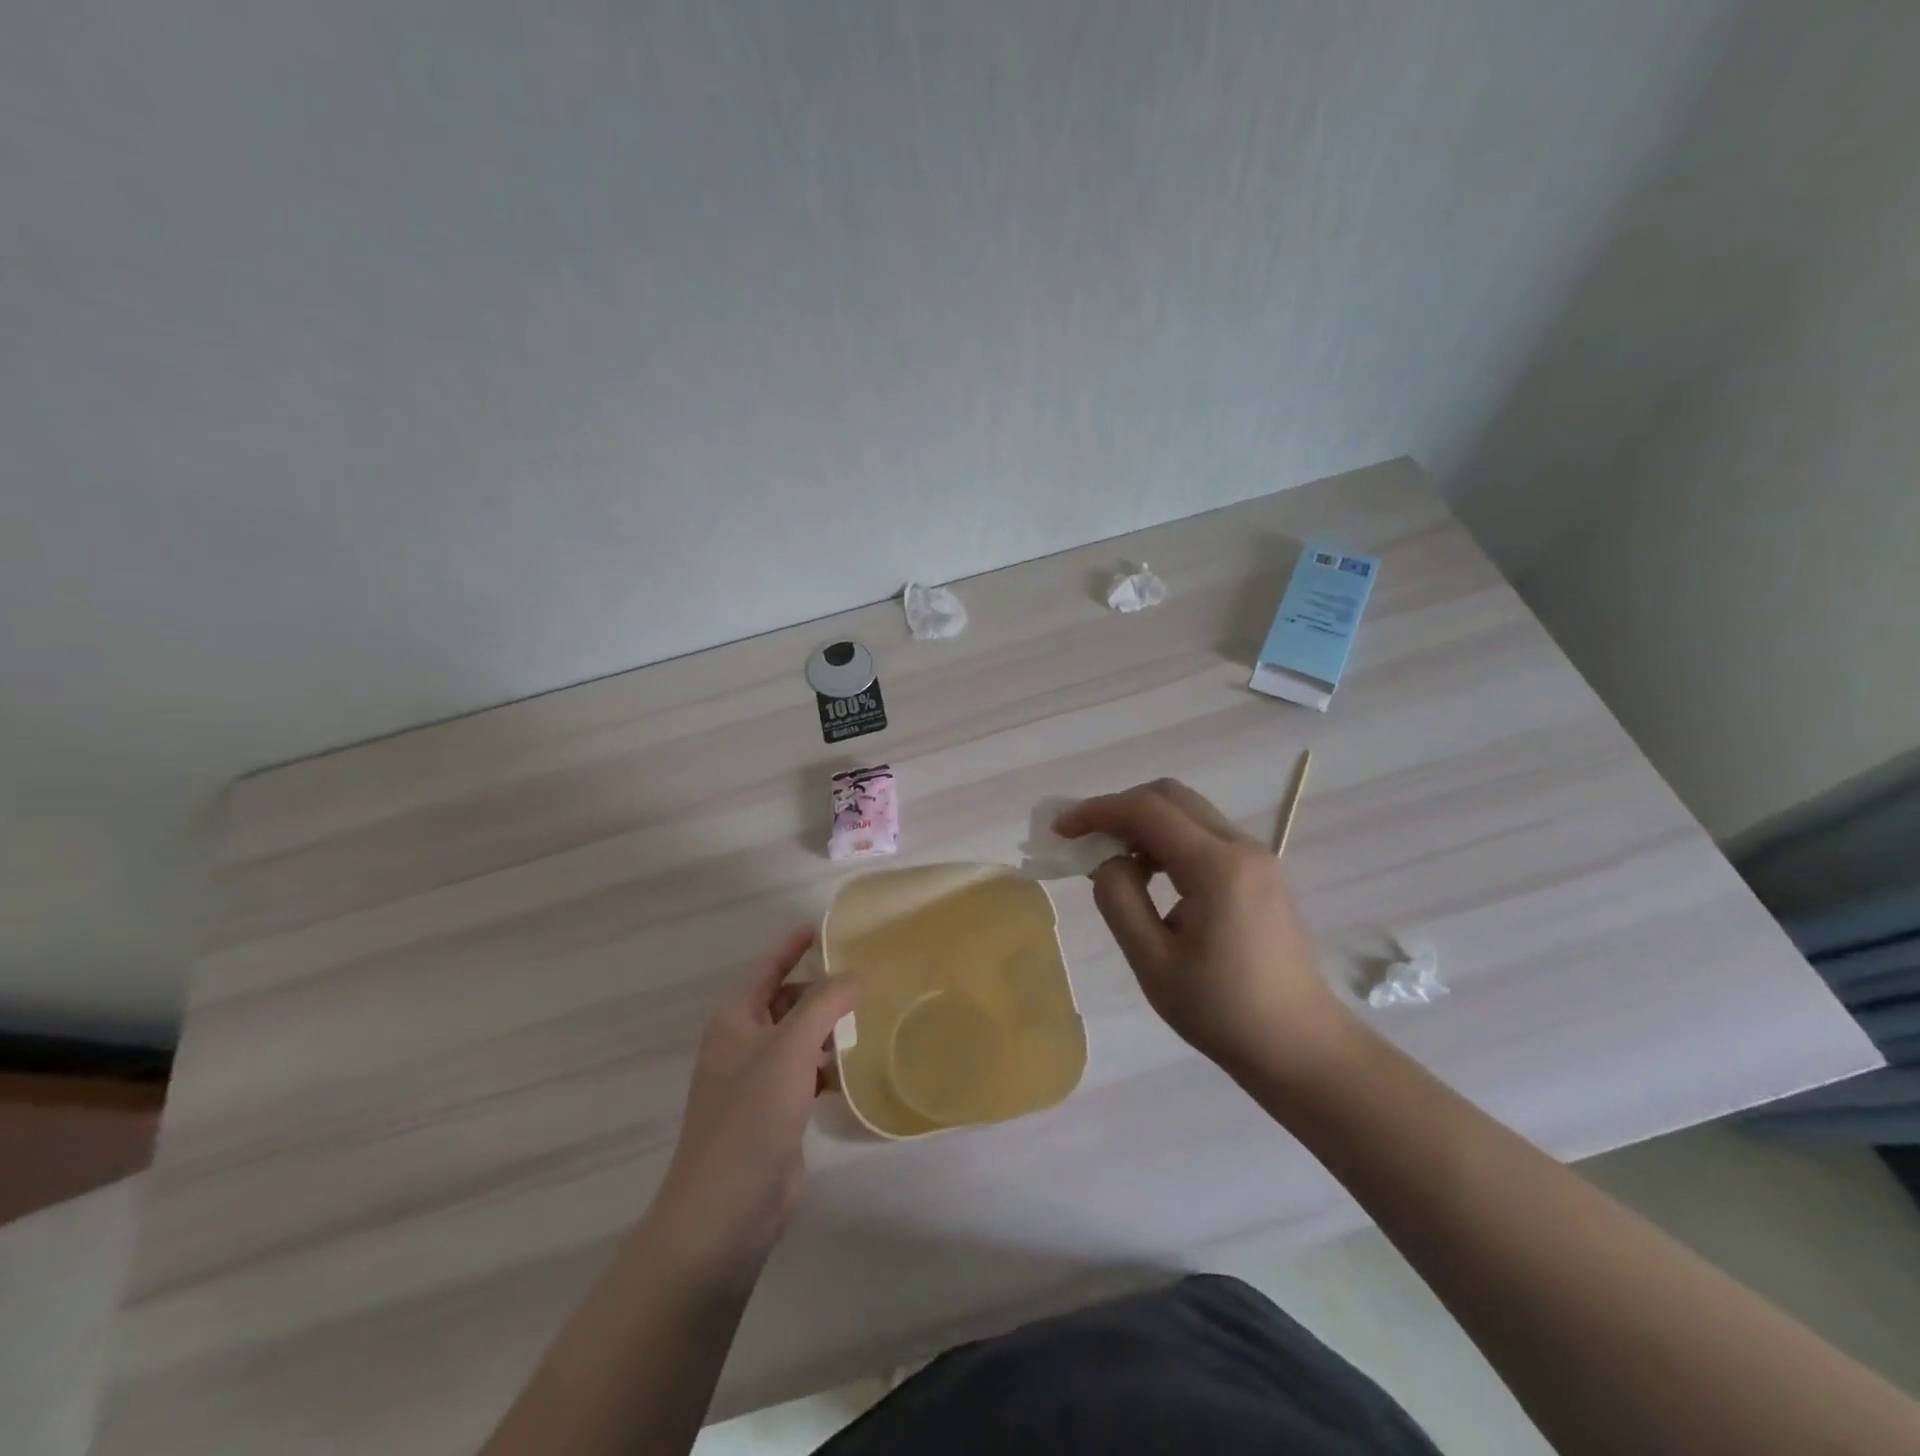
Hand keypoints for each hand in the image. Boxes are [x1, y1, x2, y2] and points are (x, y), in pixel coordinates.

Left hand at [648, 928, 857, 1280]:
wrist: (725, 1211)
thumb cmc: (751, 1117)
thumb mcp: (790, 1049)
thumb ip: (825, 1004)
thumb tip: (856, 974)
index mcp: (734, 1022)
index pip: (765, 970)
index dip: (790, 947)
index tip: (819, 927)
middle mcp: (742, 1046)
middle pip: (784, 1002)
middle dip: (818, 990)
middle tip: (862, 979)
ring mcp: (757, 1083)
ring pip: (798, 1040)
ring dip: (827, 1029)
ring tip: (869, 1019)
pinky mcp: (774, 1115)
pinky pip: (805, 1074)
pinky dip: (827, 1067)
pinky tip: (855, 1071)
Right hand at [1056, 780, 1356, 1081]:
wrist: (1300, 1046)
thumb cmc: (1222, 1011)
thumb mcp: (1154, 962)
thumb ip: (1120, 900)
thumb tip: (1108, 860)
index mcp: (1216, 867)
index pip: (1147, 810)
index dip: (1097, 811)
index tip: (1061, 830)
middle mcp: (1241, 847)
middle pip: (1171, 797)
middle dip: (1120, 808)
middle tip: (1085, 839)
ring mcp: (1257, 857)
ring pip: (1189, 812)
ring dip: (1145, 823)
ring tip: (1112, 860)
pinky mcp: (1261, 872)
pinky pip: (1206, 834)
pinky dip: (1169, 839)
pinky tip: (1151, 875)